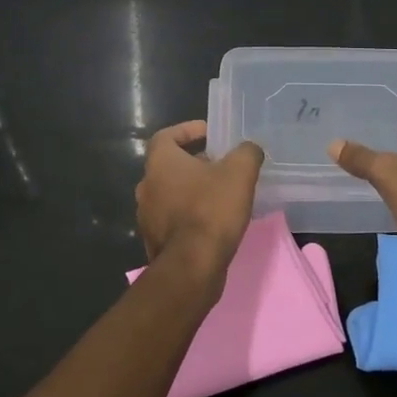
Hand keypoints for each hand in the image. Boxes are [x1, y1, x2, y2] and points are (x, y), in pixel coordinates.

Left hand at [135, 122, 264, 269]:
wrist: (192, 266)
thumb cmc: (211, 210)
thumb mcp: (239, 172)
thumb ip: (246, 153)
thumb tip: (249, 149)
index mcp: (160, 163)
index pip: (166, 136)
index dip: (188, 130)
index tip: (209, 134)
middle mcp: (147, 186)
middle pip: (169, 166)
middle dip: (195, 163)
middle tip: (222, 166)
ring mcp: (147, 216)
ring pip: (171, 194)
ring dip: (192, 191)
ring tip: (221, 195)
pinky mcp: (155, 241)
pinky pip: (173, 220)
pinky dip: (189, 216)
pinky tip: (213, 223)